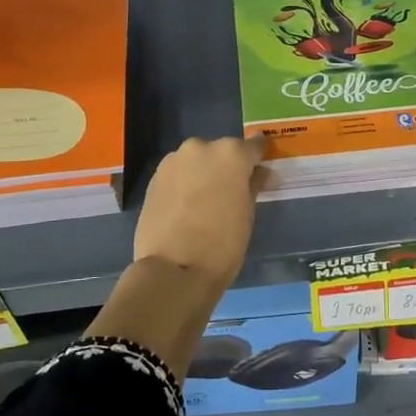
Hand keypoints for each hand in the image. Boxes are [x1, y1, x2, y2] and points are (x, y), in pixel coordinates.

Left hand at [133, 136, 265, 290]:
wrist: (172, 269)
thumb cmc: (222, 243)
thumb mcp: (247, 214)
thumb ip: (253, 185)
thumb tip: (259, 173)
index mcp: (231, 153)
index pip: (254, 145)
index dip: (260, 156)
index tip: (262, 167)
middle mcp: (201, 148)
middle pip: (221, 151)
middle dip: (228, 166)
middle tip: (233, 190)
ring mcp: (174, 161)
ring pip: (197, 161)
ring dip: (204, 172)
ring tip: (207, 200)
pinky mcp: (154, 178)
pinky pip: (178, 173)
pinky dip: (185, 183)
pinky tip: (188, 205)